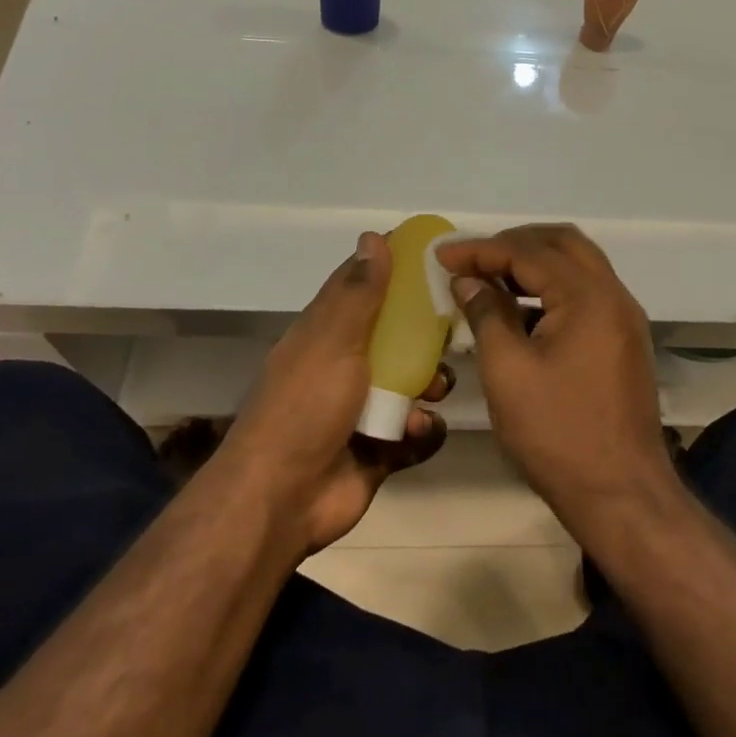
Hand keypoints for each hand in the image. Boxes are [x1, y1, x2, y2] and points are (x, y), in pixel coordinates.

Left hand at [222, 232, 452, 555]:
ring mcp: (362, 409)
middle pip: (397, 337)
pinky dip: (423, 431)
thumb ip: (358, 292)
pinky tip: (418, 432)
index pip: (364, 288)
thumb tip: (372, 236)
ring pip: (413, 384)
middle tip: (453, 335)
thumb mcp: (333, 340)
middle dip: (426, 338)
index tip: (436, 260)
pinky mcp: (380, 449)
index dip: (396, 271)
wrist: (283, 499)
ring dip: (430, 386)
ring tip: (435, 392)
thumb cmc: (306, 407)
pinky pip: (416, 432)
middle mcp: (345, 366)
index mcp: (327, 334)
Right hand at [438, 225, 676, 533]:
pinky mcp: (622, 340)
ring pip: (577, 265)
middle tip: (472, 259)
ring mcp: (623, 318)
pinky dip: (551, 288)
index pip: (528, 252)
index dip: (481, 250)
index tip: (442, 256)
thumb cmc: (558, 434)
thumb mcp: (508, 372)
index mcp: (588, 297)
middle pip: (561, 243)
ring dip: (534, 263)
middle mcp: (613, 295)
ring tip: (489, 277)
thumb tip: (468, 281)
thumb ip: (486, 315)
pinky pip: (585, 292)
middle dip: (513, 243)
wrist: (622, 496)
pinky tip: (518, 309)